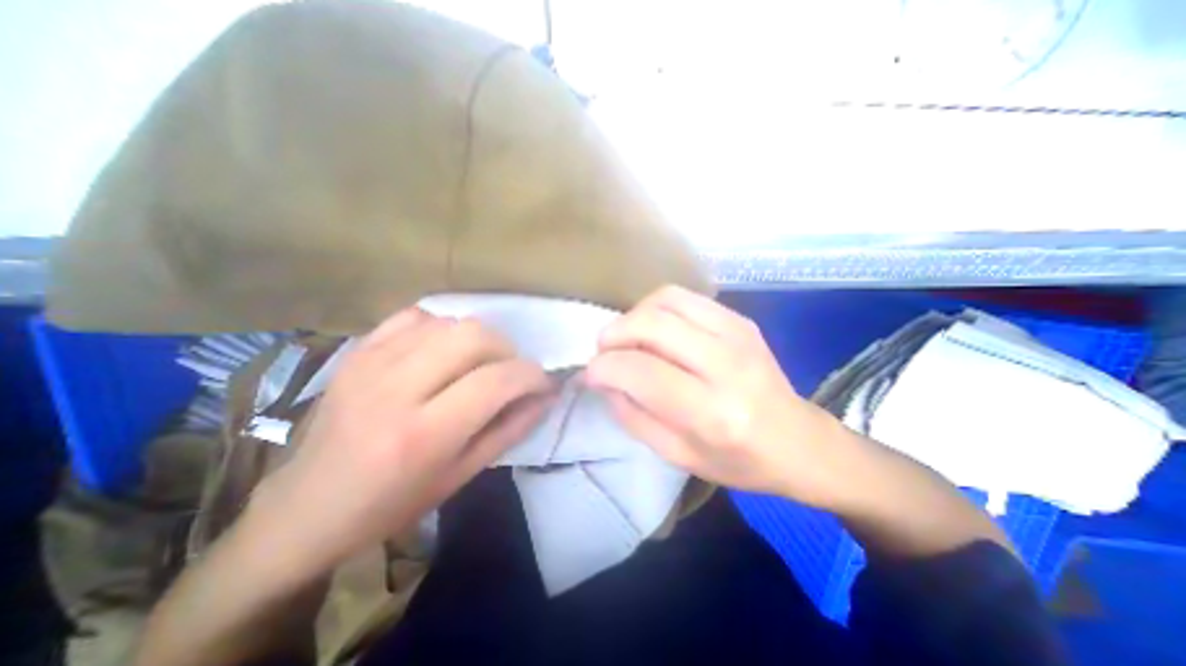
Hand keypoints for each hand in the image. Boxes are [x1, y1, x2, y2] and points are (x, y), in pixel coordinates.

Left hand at [250, 309, 556, 574]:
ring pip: (449, 322)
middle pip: (474, 335)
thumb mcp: (463, 474)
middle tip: (509, 372)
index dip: (532, 375)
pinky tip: (441, 352)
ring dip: (477, 340)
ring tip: (476, 366)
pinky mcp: (358, 350)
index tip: (543, 383)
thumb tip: (546, 396)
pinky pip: (416, 316)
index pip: (497, 381)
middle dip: (507, 350)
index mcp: (424, 434)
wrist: (306, 507)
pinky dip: (442, 328)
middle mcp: (396, 388)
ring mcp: (371, 362)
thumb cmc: (393, 503)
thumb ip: (512, 429)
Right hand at [586, 283, 853, 506]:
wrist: (799, 441)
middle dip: (614, 334)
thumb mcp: (677, 455)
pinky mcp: (740, 319)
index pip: (642, 371)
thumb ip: (632, 415)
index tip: (591, 373)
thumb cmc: (738, 460)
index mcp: (713, 413)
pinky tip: (655, 329)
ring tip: (628, 338)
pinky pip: (684, 297)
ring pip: (665, 300)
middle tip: (605, 351)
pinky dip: (657, 308)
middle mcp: (727, 364)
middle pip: (652, 325)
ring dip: (634, 316)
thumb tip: (604, 379)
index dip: (604, 367)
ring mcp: (737, 333)